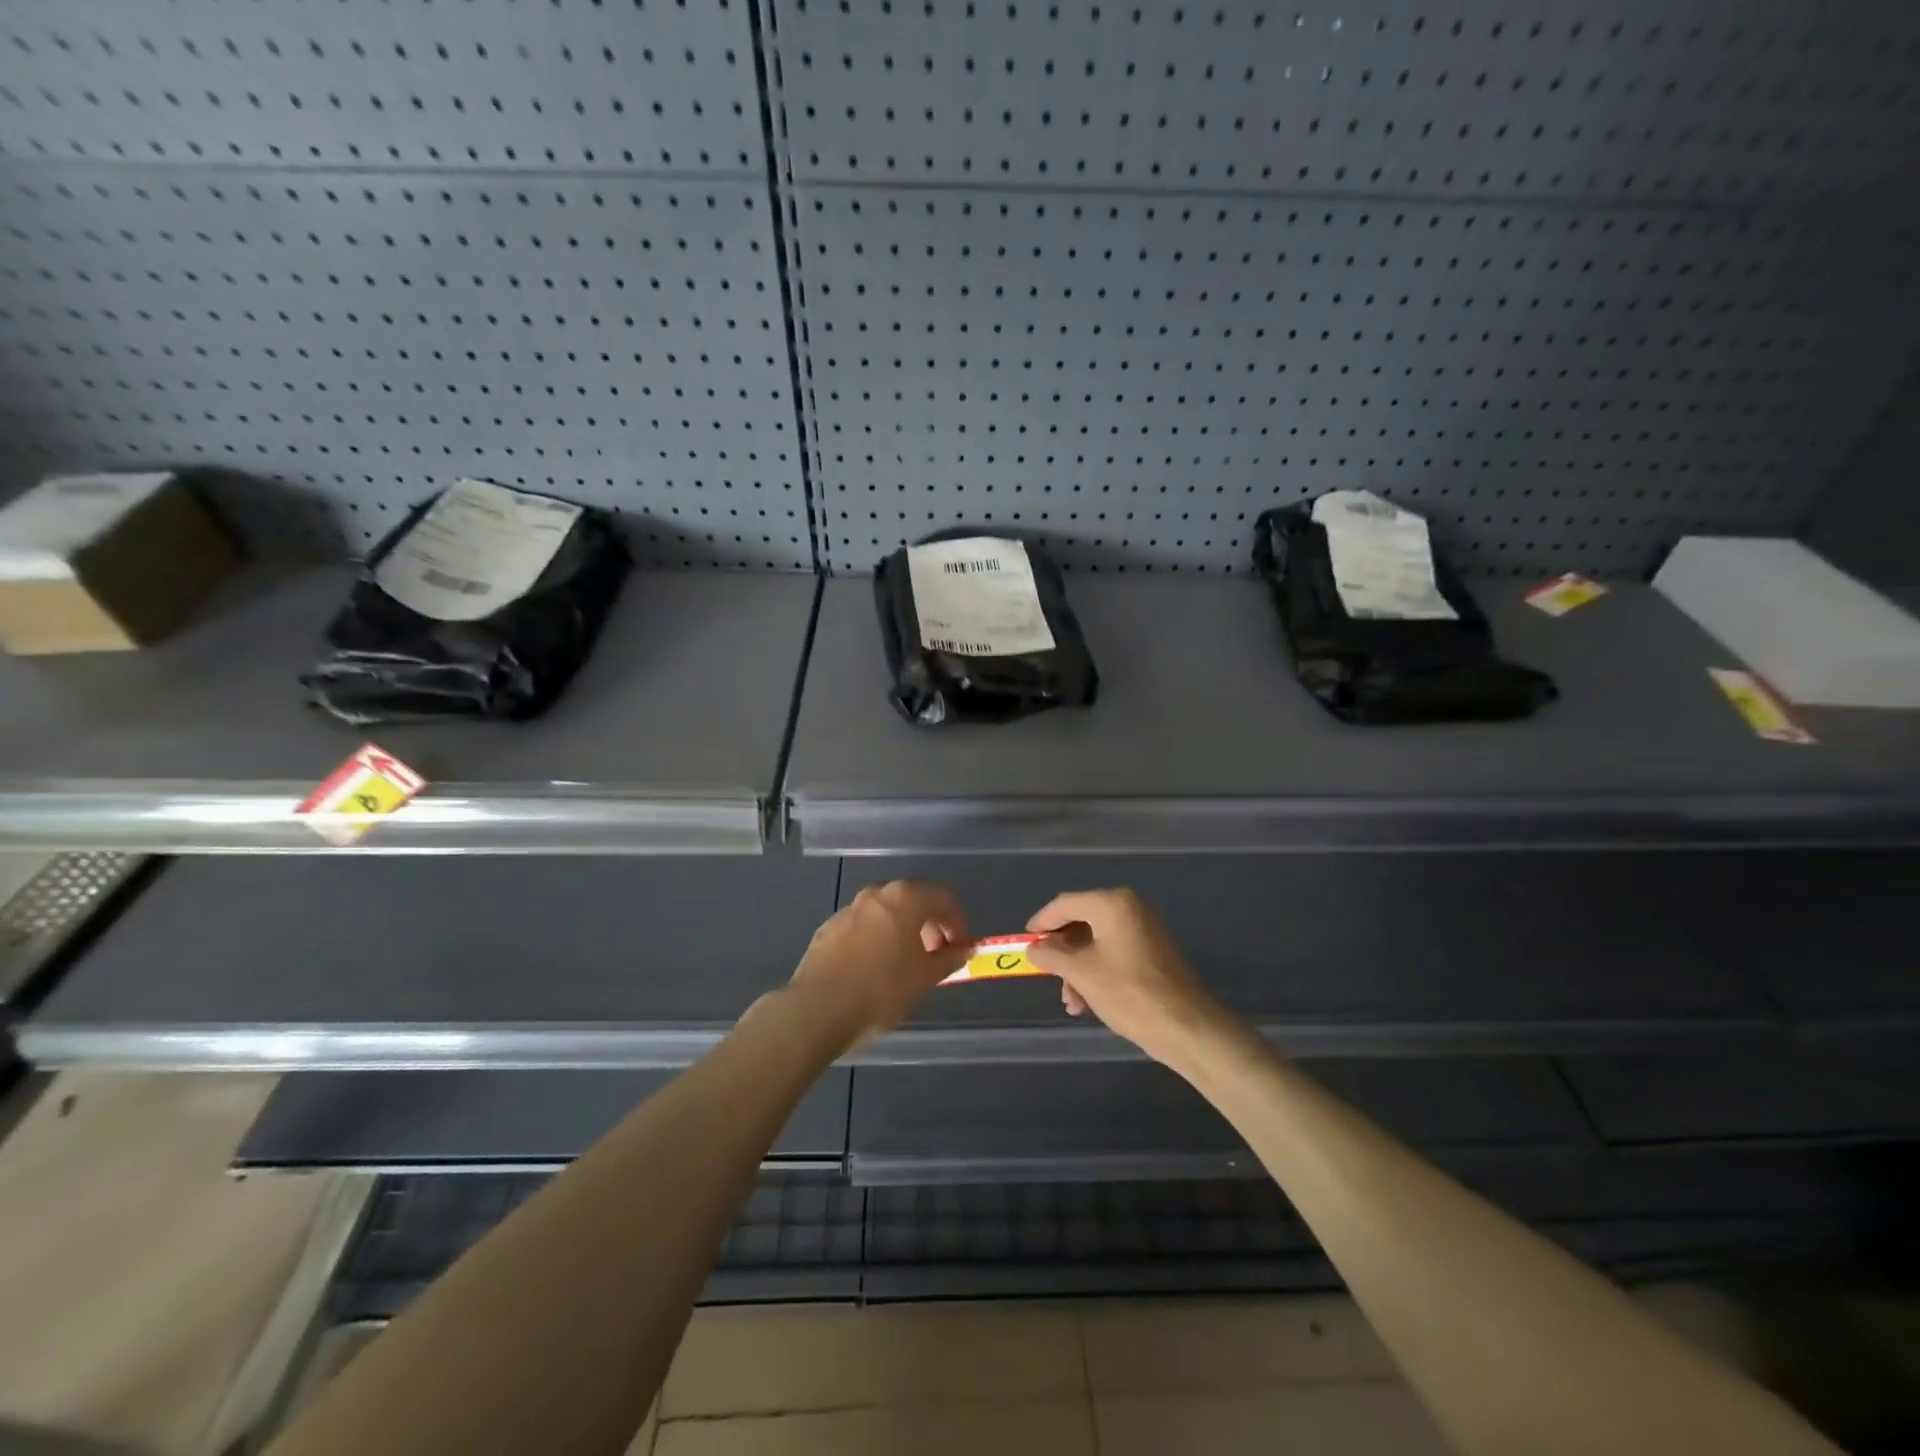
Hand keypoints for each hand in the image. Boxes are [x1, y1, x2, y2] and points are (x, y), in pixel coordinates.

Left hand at [789, 881, 970, 1049]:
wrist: (817, 1010)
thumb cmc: (881, 990)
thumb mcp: (925, 978)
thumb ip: (949, 958)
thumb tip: (962, 949)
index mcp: (904, 898)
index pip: (943, 899)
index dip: (957, 923)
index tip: (959, 950)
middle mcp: (876, 894)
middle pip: (913, 901)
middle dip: (929, 926)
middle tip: (935, 957)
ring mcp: (848, 909)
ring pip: (885, 914)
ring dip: (901, 933)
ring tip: (904, 966)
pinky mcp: (828, 929)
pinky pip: (862, 928)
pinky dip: (876, 941)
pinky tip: (873, 971)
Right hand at [1026, 888, 1223, 1065]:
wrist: (1185, 1026)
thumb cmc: (1128, 992)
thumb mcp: (1081, 973)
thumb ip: (1052, 955)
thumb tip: (1033, 948)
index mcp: (1112, 903)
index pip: (1065, 904)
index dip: (1041, 922)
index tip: (1024, 941)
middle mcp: (1129, 907)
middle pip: (1081, 922)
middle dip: (1062, 953)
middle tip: (1047, 976)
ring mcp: (1143, 929)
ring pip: (1096, 942)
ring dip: (1077, 969)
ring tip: (1072, 1003)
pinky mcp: (1152, 950)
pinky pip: (1113, 952)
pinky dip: (1096, 972)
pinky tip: (1088, 1002)